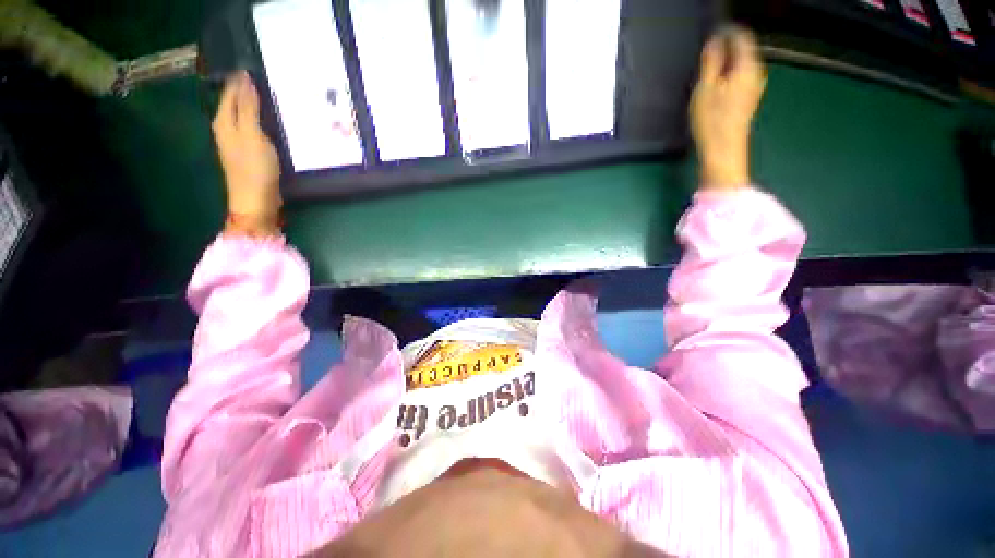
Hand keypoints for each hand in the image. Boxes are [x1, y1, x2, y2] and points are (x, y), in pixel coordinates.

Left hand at [212, 71, 281, 235]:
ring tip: (271, 96)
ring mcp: (237, 142)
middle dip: (247, 90)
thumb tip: (246, 80)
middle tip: (267, 79)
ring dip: (255, 105)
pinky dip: (261, 121)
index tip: (256, 67)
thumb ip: (248, 108)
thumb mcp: (252, 134)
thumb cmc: (254, 168)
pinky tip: (271, 121)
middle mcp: (226, 128)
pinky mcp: (249, 153)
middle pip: (235, 103)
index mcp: (224, 121)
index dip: (241, 80)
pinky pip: (253, 129)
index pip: (231, 92)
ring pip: (244, 116)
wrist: (256, 201)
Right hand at [690, 27, 766, 189]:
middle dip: (727, 47)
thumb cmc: (712, 120)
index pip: (742, 37)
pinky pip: (741, 77)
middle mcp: (756, 72)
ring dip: (727, 62)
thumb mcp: (705, 89)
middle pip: (744, 50)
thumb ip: (711, 62)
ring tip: (709, 69)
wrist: (724, 150)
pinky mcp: (749, 100)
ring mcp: (755, 87)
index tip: (711, 34)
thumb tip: (714, 41)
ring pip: (742, 64)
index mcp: (747, 66)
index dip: (727, 31)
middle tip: (707, 52)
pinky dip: (730, 74)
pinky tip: (717, 85)